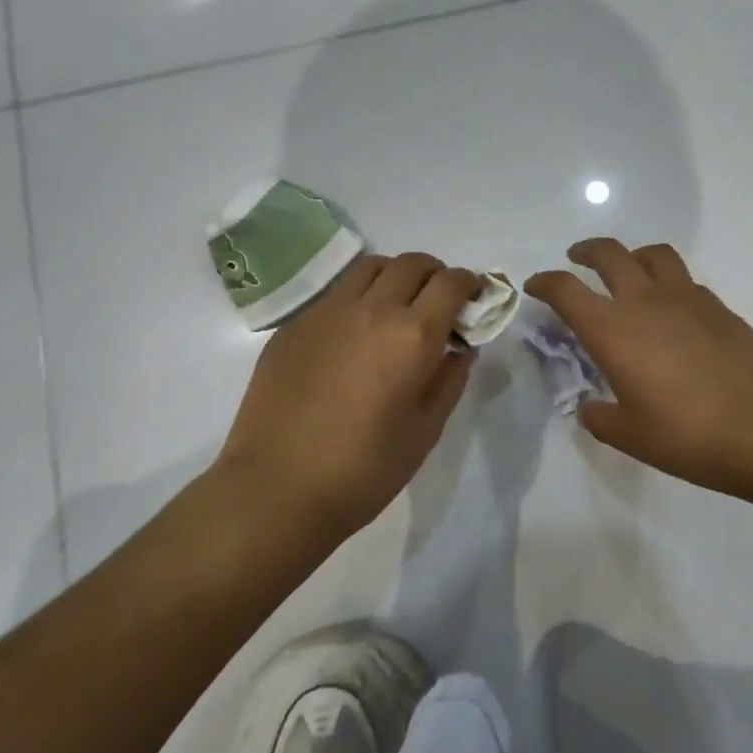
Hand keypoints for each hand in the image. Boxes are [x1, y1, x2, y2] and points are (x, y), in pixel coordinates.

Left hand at [217, 253, 479, 533]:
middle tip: (438, 300)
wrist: (277, 488)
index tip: (474, 296)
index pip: (450, 283)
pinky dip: (358, 298)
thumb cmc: (364, 469)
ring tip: (396, 306)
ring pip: (370, 267)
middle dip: (434, 274)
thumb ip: (448, 380)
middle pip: (411, 263)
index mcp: (412, 335)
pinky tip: (353, 334)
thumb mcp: (425, 431)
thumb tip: (458, 349)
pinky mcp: (294, 325)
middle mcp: (371, 310)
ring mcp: (327, 312)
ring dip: (394, 276)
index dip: (470, 283)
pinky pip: (335, 294)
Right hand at [526, 240, 752, 501]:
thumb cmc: (689, 436)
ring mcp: (686, 297)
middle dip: (586, 252)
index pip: (566, 290)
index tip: (535, 286)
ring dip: (632, 255)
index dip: (545, 282)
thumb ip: (601, 417)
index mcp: (613, 330)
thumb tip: (591, 407)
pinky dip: (667, 282)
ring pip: (652, 254)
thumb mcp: (631, 436)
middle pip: (609, 254)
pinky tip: (671, 310)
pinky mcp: (718, 305)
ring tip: (628, 271)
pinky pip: (684, 279)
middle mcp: (645, 301)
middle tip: (577, 259)